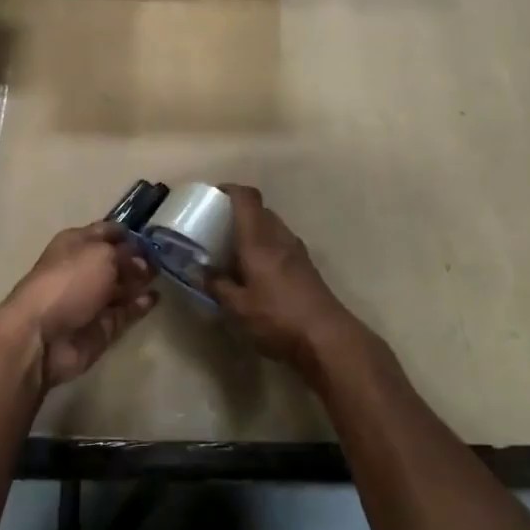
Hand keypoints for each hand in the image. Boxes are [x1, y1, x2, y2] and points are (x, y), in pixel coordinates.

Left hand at [0, 222, 157, 388]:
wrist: (42, 336)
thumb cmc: (69, 282)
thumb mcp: (101, 255)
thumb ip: (126, 254)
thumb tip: (141, 261)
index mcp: (76, 244)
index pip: (107, 232)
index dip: (129, 232)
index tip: (156, 234)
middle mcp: (84, 269)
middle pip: (117, 260)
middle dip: (139, 258)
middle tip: (164, 259)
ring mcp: (92, 299)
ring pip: (123, 286)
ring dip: (141, 281)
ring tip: (164, 277)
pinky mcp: (101, 327)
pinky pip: (125, 312)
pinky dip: (140, 305)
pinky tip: (154, 298)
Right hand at [208, 185, 359, 373]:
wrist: (328, 339)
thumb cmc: (277, 318)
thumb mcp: (237, 308)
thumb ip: (217, 286)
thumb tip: (201, 271)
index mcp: (259, 240)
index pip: (247, 197)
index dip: (229, 189)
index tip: (212, 197)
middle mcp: (280, 237)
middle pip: (260, 210)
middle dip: (238, 213)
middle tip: (217, 229)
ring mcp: (297, 251)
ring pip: (272, 227)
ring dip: (253, 231)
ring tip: (234, 252)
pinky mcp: (307, 267)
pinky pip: (281, 244)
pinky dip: (266, 247)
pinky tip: (256, 272)